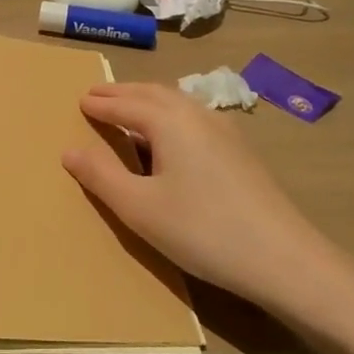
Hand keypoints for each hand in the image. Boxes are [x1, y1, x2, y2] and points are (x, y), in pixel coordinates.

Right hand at [62, 83, 353, 327]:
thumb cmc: (202, 230)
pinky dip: (169, 115)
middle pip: (153, 93)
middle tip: (97, 95)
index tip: (80, 100)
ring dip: (147, 101)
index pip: (125, 104)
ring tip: (128, 110)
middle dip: (122, 93)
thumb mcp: (139, 208)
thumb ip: (101, 176)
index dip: (100, 103)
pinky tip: (171, 136)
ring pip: (177, 103)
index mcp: (169, 121)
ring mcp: (224, 131)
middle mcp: (197, 115)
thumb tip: (69, 150)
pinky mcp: (241, 151)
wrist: (284, 259)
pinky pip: (194, 117)